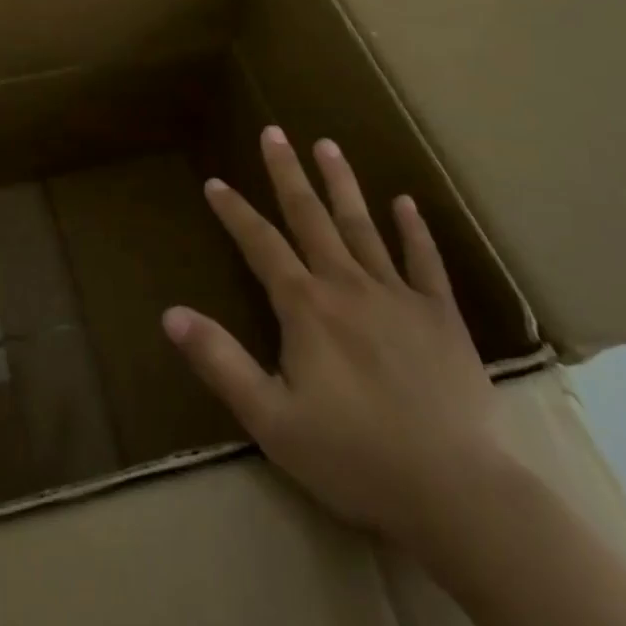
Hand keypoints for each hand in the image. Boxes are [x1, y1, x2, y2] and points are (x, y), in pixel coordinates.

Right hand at [163, 127, 501, 545]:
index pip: (260, 245)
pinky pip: (425, 263)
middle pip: (311, 218)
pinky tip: (406, 203)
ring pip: (363, 227)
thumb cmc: (353, 456)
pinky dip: (414, 230)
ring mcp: (399, 297)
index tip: (215, 182)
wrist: (456, 493)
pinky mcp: (442, 317)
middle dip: (288, 174)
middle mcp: (348, 286)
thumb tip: (170, 313)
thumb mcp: (270, 418)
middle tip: (274, 132)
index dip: (235, 212)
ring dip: (341, 184)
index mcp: (305, 308)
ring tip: (327, 145)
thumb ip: (219, 361)